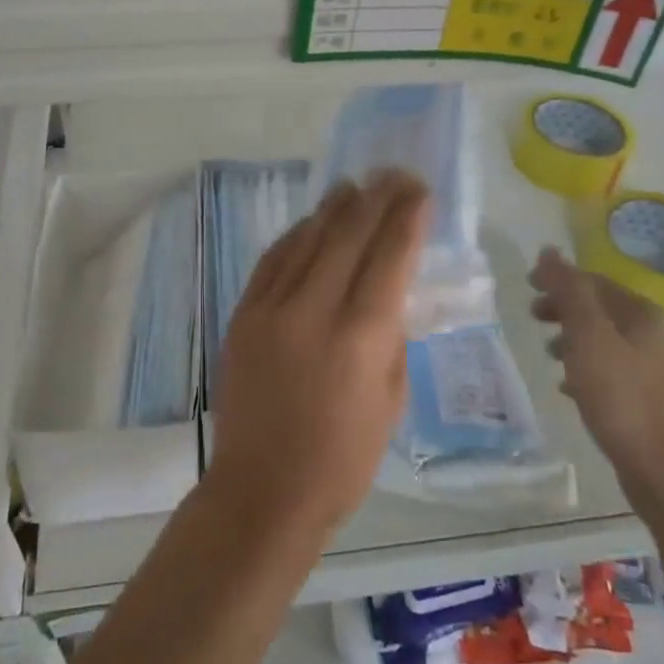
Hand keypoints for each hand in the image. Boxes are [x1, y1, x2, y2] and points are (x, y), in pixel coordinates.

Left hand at [206, 172, 430, 540]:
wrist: (263, 489)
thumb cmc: (342, 458)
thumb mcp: (391, 400)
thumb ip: (391, 337)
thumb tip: (389, 293)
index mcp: (361, 335)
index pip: (390, 256)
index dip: (407, 218)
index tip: (419, 191)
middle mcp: (315, 309)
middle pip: (349, 235)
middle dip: (376, 199)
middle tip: (392, 175)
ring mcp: (272, 308)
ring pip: (308, 240)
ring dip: (334, 208)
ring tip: (354, 186)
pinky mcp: (243, 314)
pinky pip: (273, 260)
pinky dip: (296, 236)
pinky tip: (310, 223)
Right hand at [529, 246, 663, 514]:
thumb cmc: (623, 398)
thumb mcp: (588, 337)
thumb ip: (568, 292)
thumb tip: (549, 251)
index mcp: (645, 314)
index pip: (594, 281)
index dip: (559, 280)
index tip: (526, 287)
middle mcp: (657, 335)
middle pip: (601, 309)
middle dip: (564, 309)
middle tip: (533, 318)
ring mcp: (658, 369)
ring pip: (605, 340)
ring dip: (573, 339)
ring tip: (548, 354)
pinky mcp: (652, 400)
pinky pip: (611, 370)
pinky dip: (586, 368)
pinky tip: (568, 388)